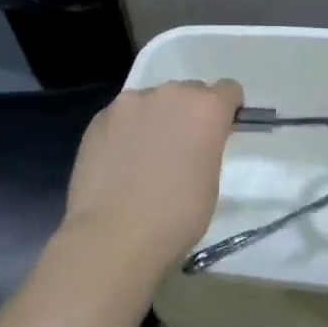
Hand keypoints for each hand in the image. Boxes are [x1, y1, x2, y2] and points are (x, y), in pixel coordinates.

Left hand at [61, 79, 244, 275]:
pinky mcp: (99, 118)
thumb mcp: (211, 181)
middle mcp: (170, 93)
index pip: (228, 90)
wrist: (113, 236)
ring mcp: (130, 103)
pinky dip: (125, 132)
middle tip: (179, 149)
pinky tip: (118, 163)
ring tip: (143, 157)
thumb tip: (192, 146)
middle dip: (188, 114)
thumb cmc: (176, 216)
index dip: (226, 111)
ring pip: (151, 102)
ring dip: (154, 119)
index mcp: (206, 107)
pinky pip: (122, 117)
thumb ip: (207, 147)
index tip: (219, 132)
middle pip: (188, 92)